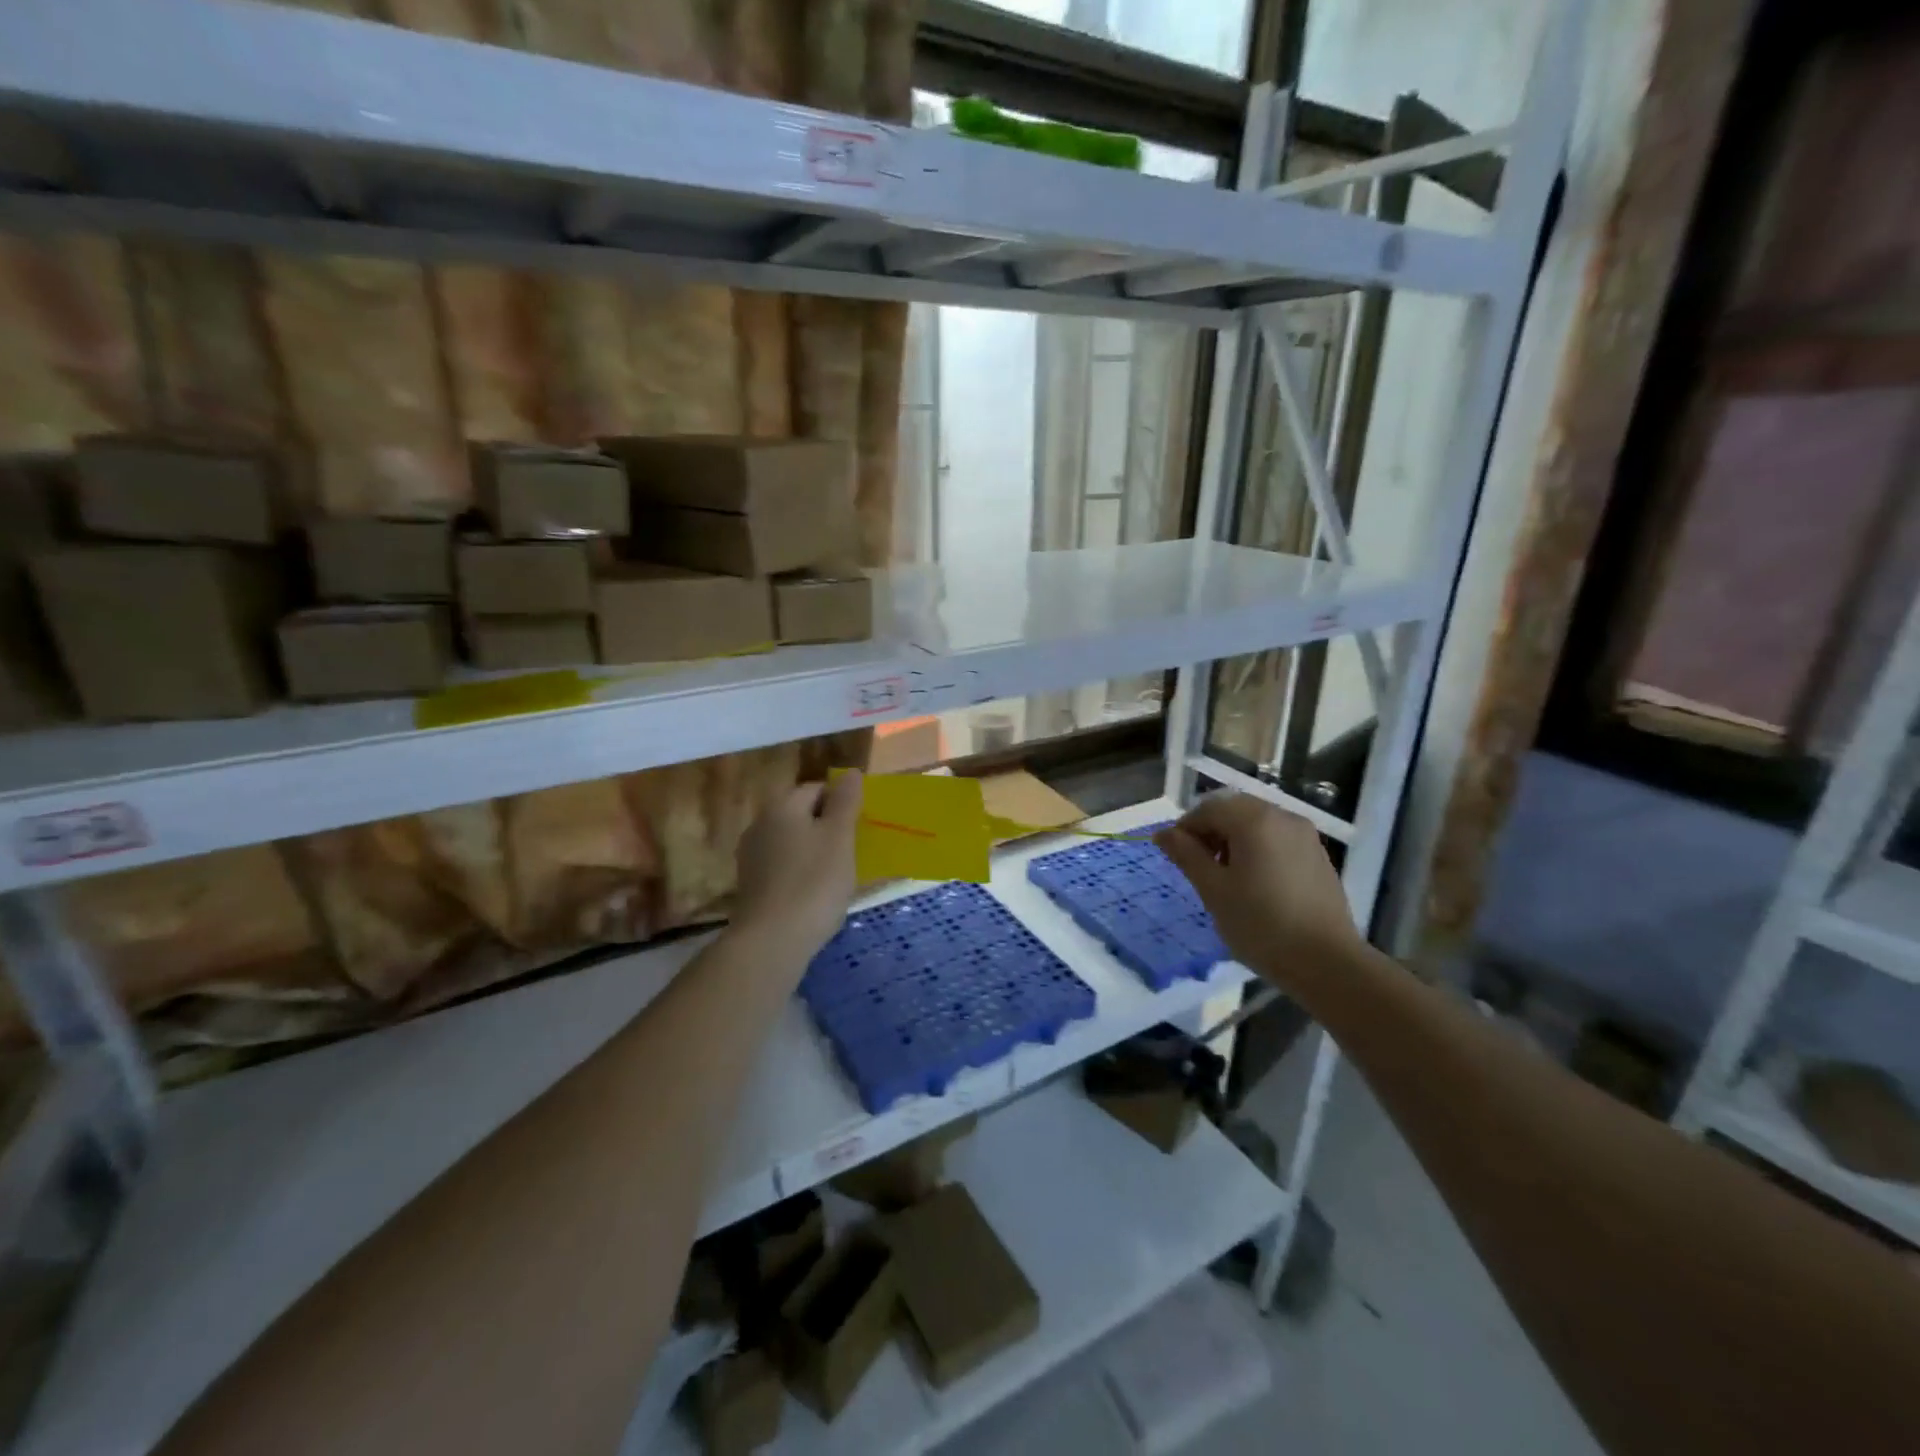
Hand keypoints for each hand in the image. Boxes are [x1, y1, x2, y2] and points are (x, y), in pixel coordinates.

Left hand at [732, 771, 861, 960]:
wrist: (772, 941)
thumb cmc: (814, 883)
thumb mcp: (839, 837)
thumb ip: (846, 802)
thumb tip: (850, 772)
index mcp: (782, 807)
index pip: (816, 788)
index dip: (841, 801)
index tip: (860, 825)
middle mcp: (761, 825)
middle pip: (802, 814)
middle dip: (828, 827)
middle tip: (854, 850)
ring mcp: (752, 857)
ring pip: (792, 842)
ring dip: (815, 851)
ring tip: (839, 874)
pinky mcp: (751, 886)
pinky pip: (783, 867)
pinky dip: (801, 873)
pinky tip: (816, 894)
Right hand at [1155, 794, 1363, 986]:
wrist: (1327, 963)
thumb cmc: (1261, 925)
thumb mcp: (1213, 890)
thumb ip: (1187, 855)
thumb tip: (1163, 834)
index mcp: (1254, 820)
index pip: (1207, 809)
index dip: (1185, 829)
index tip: (1175, 858)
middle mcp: (1282, 816)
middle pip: (1234, 811)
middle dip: (1210, 832)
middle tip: (1199, 868)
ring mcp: (1305, 835)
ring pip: (1256, 824)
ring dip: (1233, 841)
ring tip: (1226, 879)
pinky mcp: (1317, 856)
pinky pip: (1277, 839)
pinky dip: (1258, 850)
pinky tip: (1255, 885)